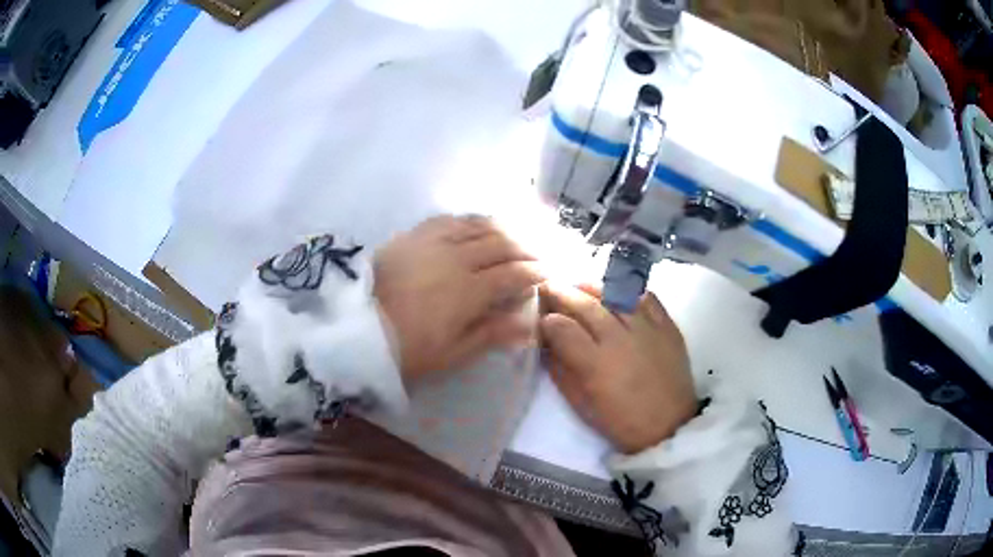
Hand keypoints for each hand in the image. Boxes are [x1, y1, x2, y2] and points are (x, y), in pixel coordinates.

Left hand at [374, 215, 542, 384]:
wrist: (356, 328)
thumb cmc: (407, 348)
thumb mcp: (451, 353)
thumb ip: (491, 334)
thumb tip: (528, 326)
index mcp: (469, 291)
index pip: (513, 274)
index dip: (535, 272)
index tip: (549, 273)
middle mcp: (457, 258)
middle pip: (502, 244)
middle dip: (526, 248)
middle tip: (540, 253)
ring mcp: (434, 241)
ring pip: (479, 226)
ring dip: (504, 229)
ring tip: (517, 235)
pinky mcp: (414, 234)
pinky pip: (450, 219)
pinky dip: (471, 220)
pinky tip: (478, 224)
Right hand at [539, 283, 695, 453]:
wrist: (669, 426)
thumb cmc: (621, 421)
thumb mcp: (581, 405)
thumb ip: (561, 372)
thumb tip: (547, 344)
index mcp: (596, 364)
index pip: (562, 328)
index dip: (547, 319)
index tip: (540, 318)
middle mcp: (620, 339)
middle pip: (586, 305)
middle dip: (562, 293)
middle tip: (549, 287)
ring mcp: (647, 329)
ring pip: (615, 294)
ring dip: (592, 287)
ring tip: (579, 285)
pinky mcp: (668, 326)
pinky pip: (646, 297)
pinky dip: (628, 290)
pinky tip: (616, 291)